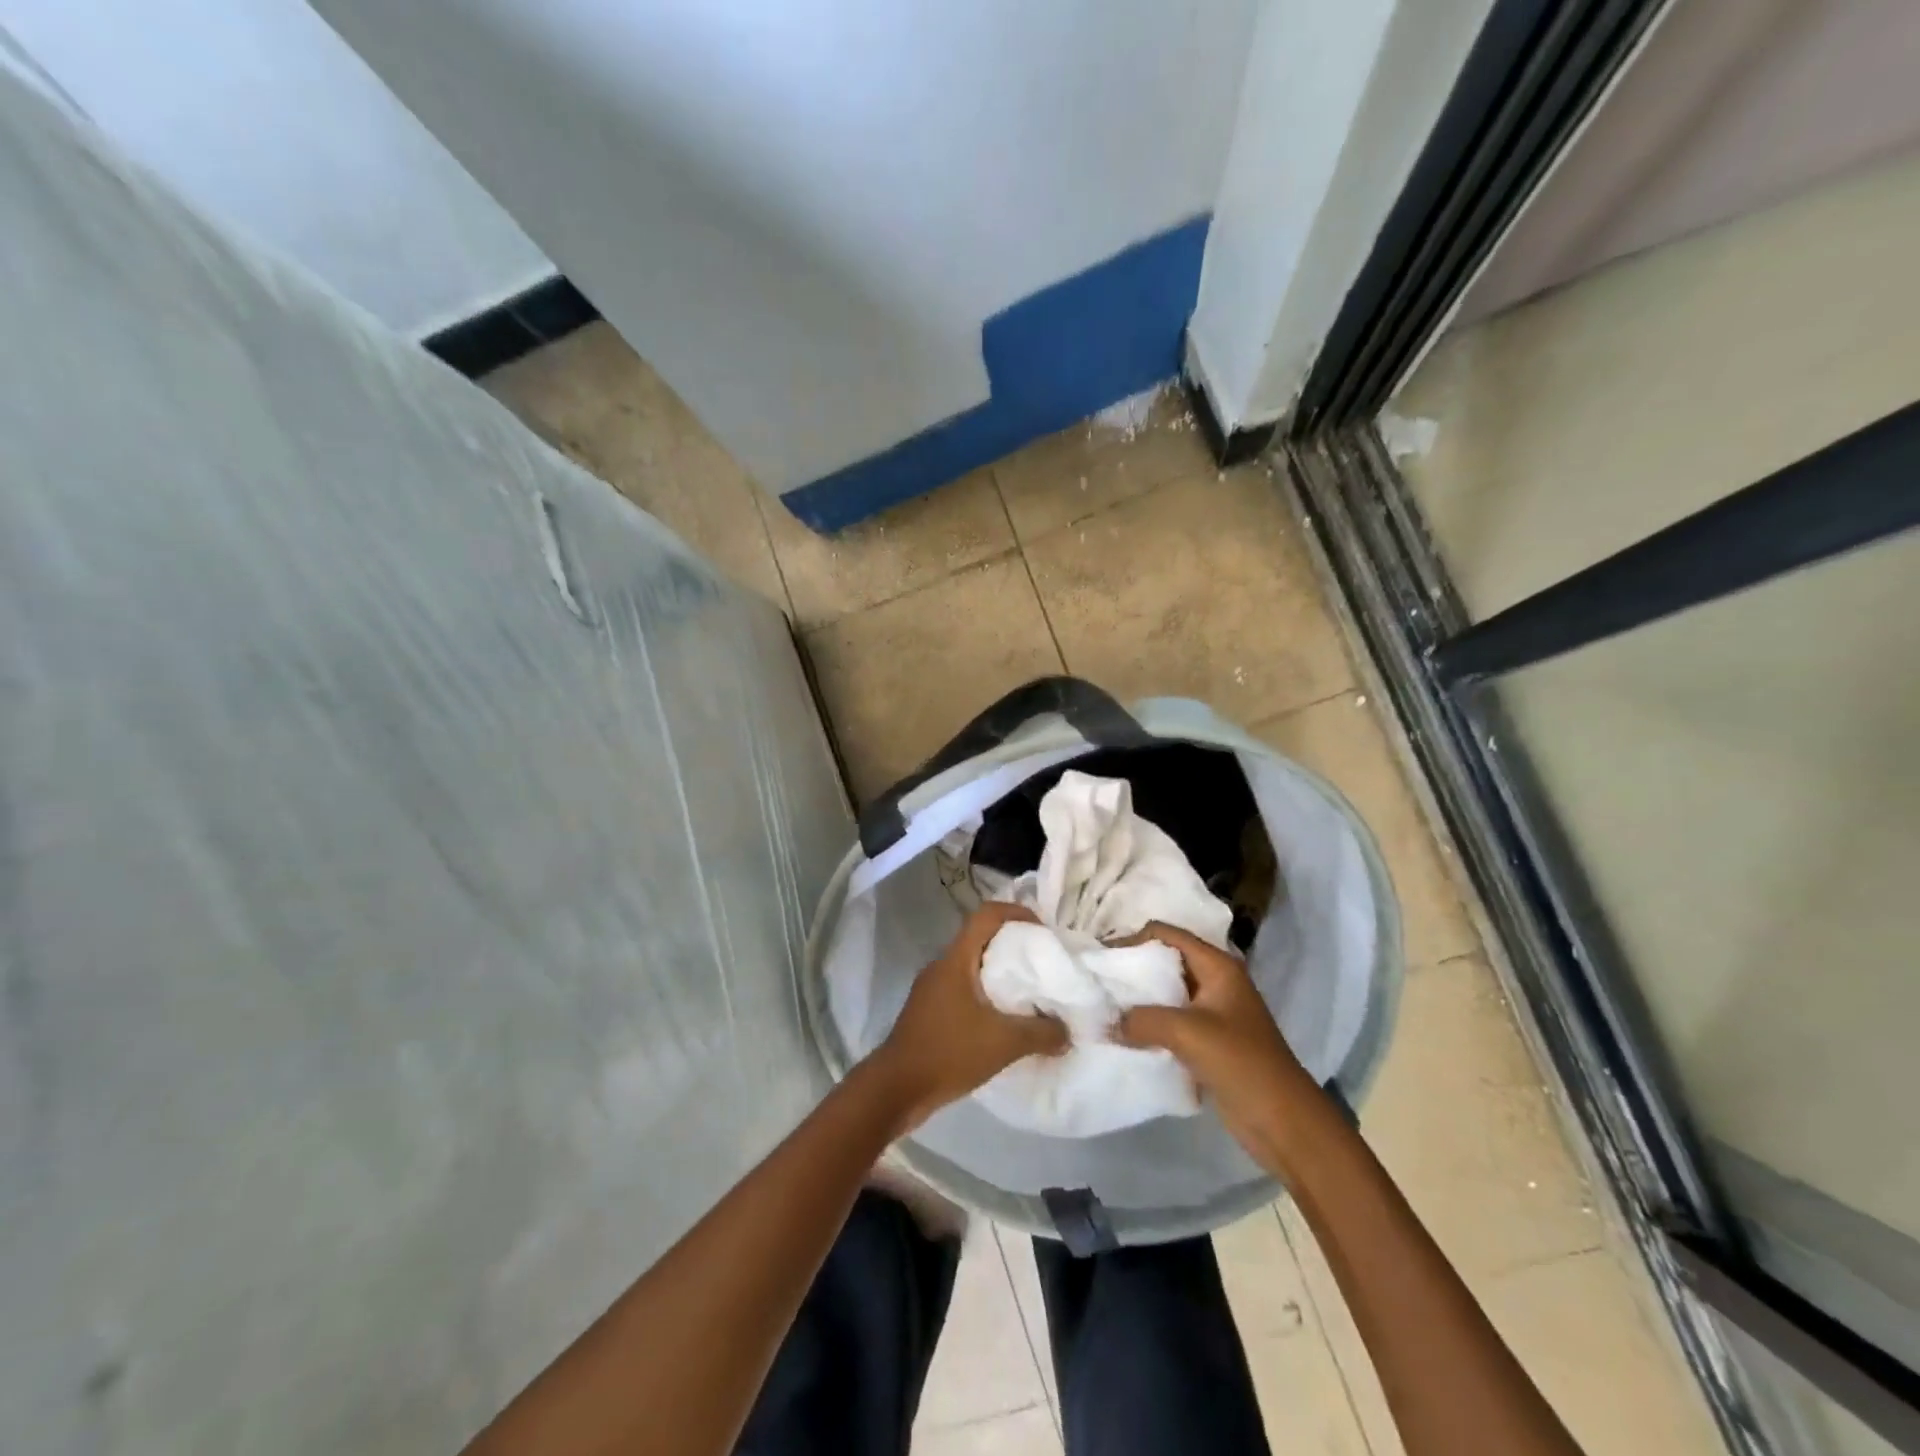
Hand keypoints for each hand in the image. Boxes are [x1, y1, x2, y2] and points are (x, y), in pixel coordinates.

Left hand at [872, 903, 1067, 1131]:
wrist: (896, 1088)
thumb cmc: (948, 1053)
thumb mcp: (1003, 1043)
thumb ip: (1041, 1034)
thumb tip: (1068, 1032)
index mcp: (955, 960)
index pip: (986, 915)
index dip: (1016, 913)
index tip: (1042, 929)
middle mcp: (941, 966)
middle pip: (980, 938)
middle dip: (1012, 944)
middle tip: (1042, 961)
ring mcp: (932, 989)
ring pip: (971, 966)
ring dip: (999, 973)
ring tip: (1029, 991)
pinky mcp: (929, 1011)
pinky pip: (963, 990)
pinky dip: (986, 995)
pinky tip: (1003, 1021)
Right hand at [1115, 922, 1317, 1172]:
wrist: (1285, 1122)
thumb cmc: (1242, 1063)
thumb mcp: (1188, 1033)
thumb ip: (1142, 1020)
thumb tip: (1106, 1022)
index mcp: (1218, 966)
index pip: (1167, 934)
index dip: (1132, 939)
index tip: (1100, 956)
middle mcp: (1215, 981)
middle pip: (1166, 961)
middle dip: (1132, 968)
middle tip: (1096, 978)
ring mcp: (1213, 1012)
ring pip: (1166, 993)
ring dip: (1138, 999)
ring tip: (1104, 1005)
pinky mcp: (1208, 1041)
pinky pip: (1170, 1021)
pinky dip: (1148, 1023)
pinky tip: (1123, 1032)